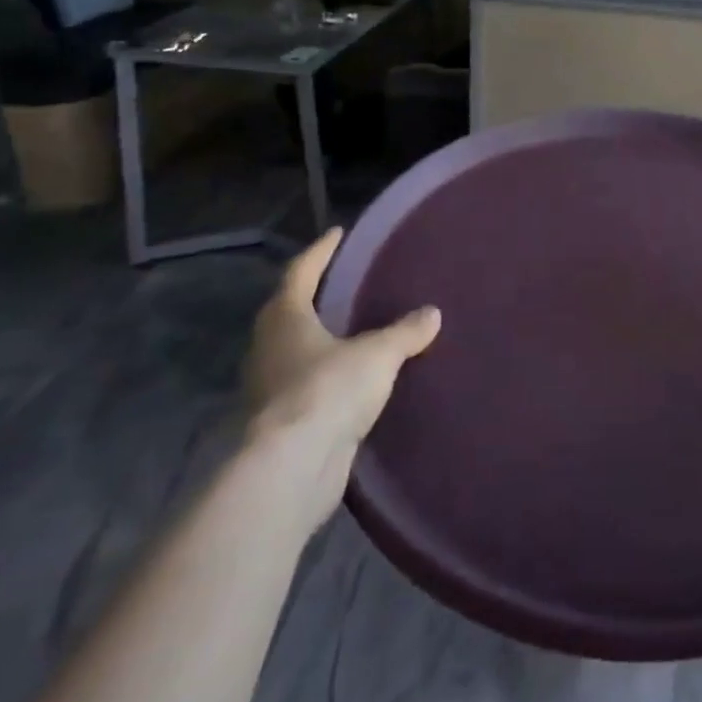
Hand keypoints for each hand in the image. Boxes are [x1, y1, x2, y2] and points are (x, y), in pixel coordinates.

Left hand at [246, 229, 440, 452]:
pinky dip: (325, 376)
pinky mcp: (280, 422)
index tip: (337, 233)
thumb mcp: (378, 354)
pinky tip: (349, 380)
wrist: (292, 468)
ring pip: (294, 351)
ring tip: (351, 331)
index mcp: (285, 318)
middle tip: (343, 283)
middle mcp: (269, 347)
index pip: (301, 272)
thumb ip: (405, 331)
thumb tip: (432, 313)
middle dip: (313, 296)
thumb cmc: (329, 390)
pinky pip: (305, 385)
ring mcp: (269, 387)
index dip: (320, 251)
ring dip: (318, 339)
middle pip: (289, 311)